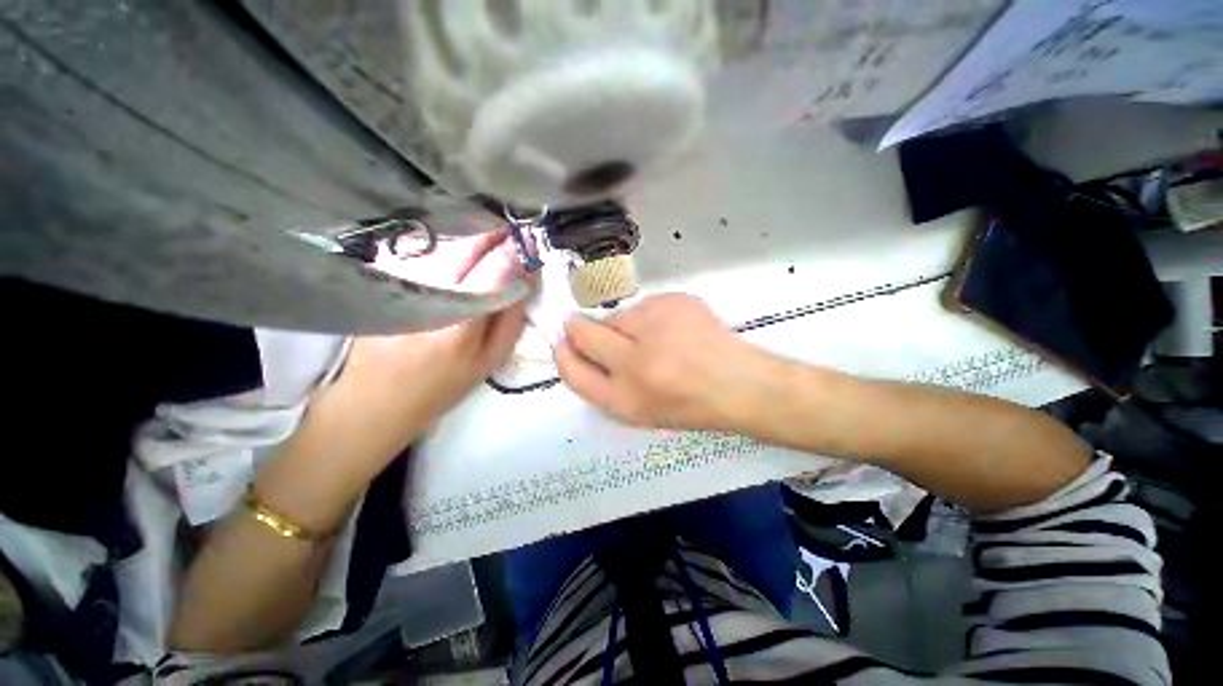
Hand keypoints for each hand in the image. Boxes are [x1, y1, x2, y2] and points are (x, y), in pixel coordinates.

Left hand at [321, 233, 527, 462]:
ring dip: (468, 230)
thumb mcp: (489, 361)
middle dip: (492, 231)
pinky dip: (441, 238)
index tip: (528, 239)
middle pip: (465, 245)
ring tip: (487, 231)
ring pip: (440, 240)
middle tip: (510, 229)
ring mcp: (399, 281)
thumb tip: (526, 280)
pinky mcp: (380, 278)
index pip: (494, 269)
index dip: (515, 250)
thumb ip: (511, 319)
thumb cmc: (441, 385)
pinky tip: (454, 243)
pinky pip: (417, 246)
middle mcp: (428, 292)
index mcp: (461, 320)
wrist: (374, 399)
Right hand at [555, 294, 773, 429]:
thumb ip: (601, 382)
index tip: (564, 343)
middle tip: (592, 330)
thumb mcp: (637, 409)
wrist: (738, 383)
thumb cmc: (686, 404)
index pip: (574, 372)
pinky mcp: (676, 301)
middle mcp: (636, 361)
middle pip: (585, 333)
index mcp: (626, 399)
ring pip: (617, 316)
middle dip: (580, 329)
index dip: (565, 355)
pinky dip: (648, 317)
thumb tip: (575, 347)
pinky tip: (672, 330)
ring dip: (624, 326)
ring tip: (653, 341)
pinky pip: (644, 305)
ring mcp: (657, 326)